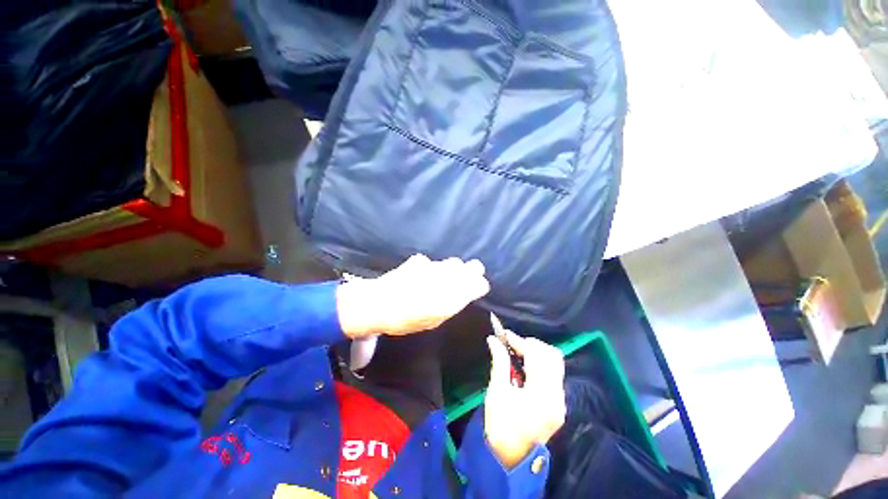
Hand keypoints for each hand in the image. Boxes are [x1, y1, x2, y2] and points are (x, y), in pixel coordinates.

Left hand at [336, 254, 489, 337]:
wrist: (377, 304)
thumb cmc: (407, 319)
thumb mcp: (434, 320)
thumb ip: (452, 304)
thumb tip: (465, 294)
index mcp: (455, 294)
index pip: (480, 283)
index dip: (480, 286)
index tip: (476, 290)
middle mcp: (450, 276)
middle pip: (474, 266)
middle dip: (471, 273)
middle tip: (462, 282)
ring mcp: (436, 265)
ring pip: (454, 262)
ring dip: (452, 270)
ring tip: (440, 281)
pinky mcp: (420, 260)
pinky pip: (432, 262)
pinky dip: (430, 269)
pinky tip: (420, 277)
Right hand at [484, 331, 565, 468]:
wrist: (512, 458)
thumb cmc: (500, 426)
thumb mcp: (497, 392)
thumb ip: (500, 362)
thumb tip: (494, 340)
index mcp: (541, 395)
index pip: (536, 356)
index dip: (520, 341)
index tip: (504, 335)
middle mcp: (557, 396)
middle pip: (551, 355)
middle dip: (530, 344)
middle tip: (512, 344)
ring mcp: (560, 400)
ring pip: (555, 362)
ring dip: (537, 352)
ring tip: (518, 352)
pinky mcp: (559, 403)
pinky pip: (554, 373)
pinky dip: (540, 363)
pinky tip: (525, 365)